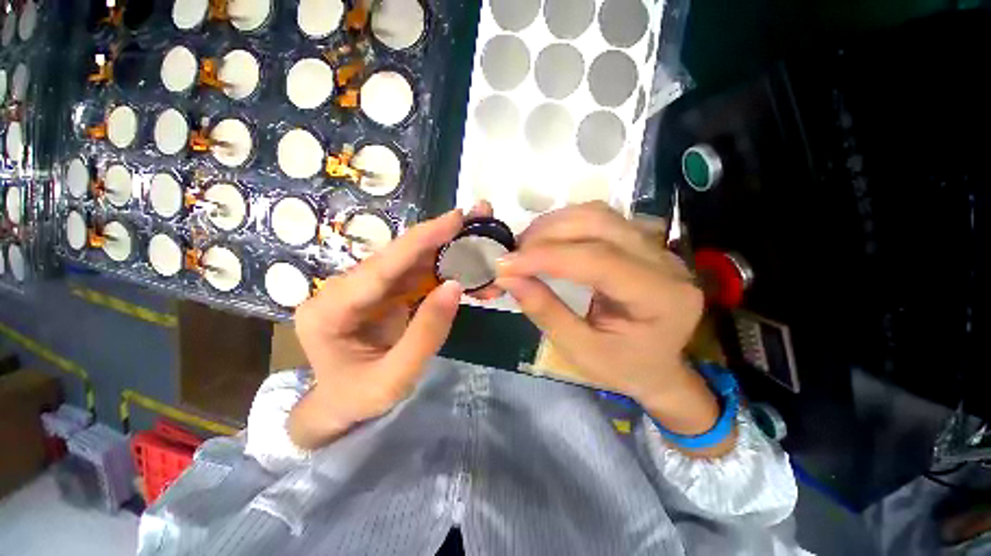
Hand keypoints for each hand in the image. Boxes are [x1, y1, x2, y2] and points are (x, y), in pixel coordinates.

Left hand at [289, 209, 465, 448]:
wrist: (341, 405)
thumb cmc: (360, 398)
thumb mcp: (395, 378)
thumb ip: (426, 333)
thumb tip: (455, 285)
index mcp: (331, 309)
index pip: (382, 266)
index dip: (421, 239)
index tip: (456, 218)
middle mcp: (344, 288)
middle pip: (400, 256)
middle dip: (442, 237)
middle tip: (478, 218)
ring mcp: (366, 288)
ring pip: (412, 261)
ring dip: (448, 250)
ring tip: (480, 239)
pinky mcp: (384, 292)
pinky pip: (417, 275)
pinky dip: (446, 270)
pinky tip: (469, 267)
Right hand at [498, 202, 724, 445]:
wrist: (657, 367)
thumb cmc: (623, 367)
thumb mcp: (581, 351)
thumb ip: (546, 312)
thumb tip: (508, 278)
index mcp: (662, 298)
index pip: (599, 260)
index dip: (547, 257)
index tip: (506, 265)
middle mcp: (665, 262)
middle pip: (600, 224)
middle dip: (546, 235)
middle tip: (512, 255)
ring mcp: (656, 246)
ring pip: (598, 213)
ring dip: (554, 224)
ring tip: (525, 246)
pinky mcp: (640, 241)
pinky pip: (599, 218)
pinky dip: (565, 224)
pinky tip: (546, 240)